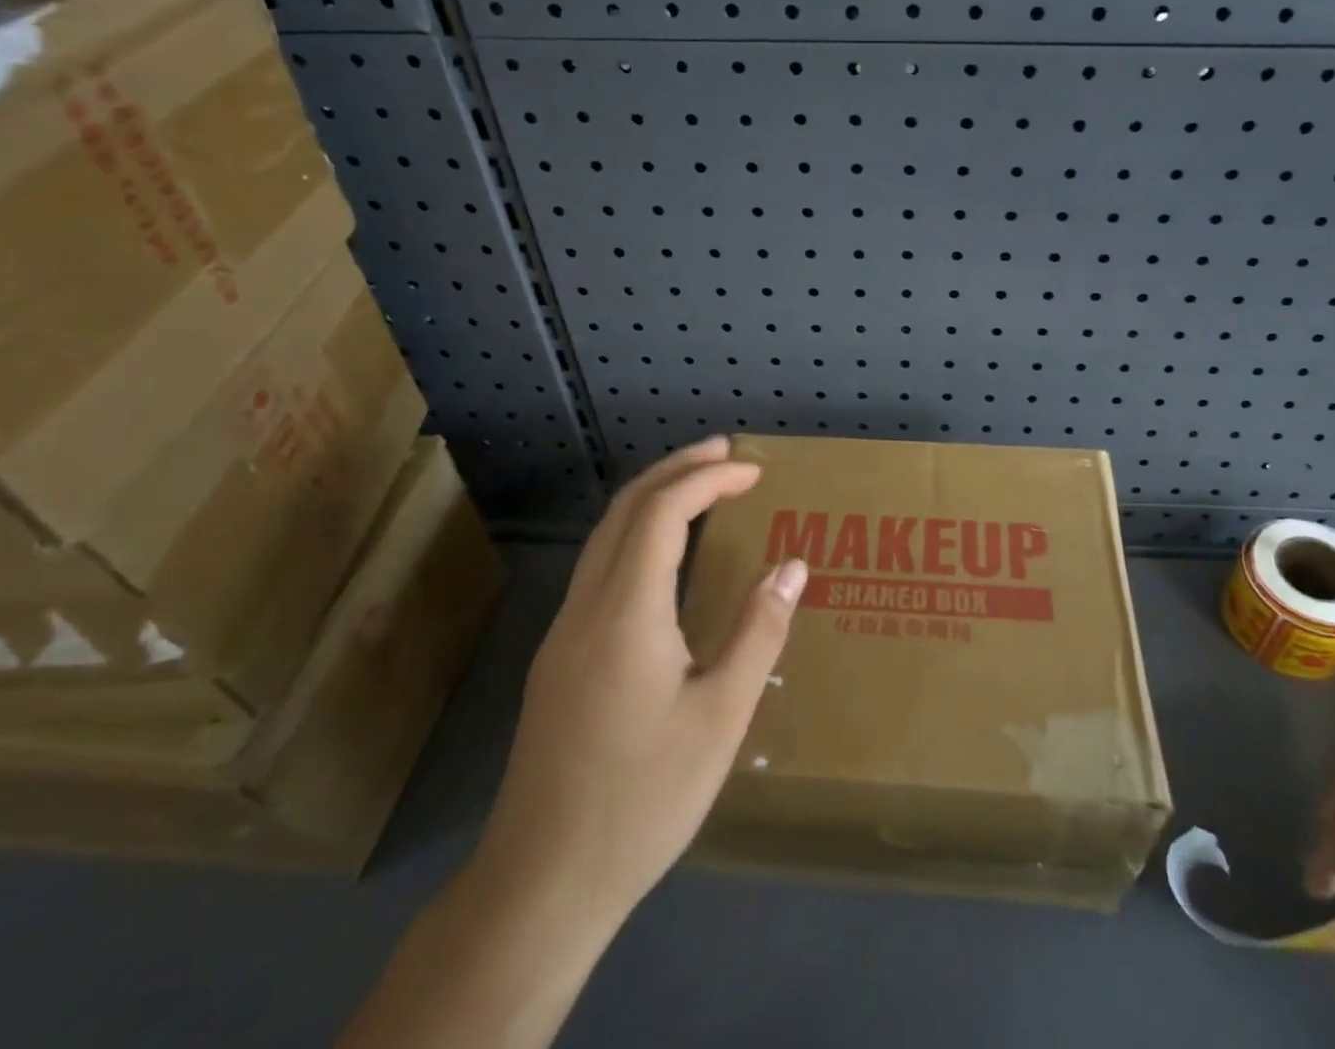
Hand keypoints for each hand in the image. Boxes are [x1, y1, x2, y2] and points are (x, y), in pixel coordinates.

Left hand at [476, 436, 807, 923]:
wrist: (542, 881)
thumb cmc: (644, 798)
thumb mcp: (721, 718)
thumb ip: (758, 633)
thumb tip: (792, 567)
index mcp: (627, 612)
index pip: (663, 512)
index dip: (707, 479)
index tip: (753, 471)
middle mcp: (586, 607)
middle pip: (625, 509)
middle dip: (676, 469)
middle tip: (727, 453)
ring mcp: (564, 632)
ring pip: (605, 536)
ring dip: (653, 498)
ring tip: (702, 488)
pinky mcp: (558, 658)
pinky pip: (599, 567)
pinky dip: (637, 534)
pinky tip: (665, 557)